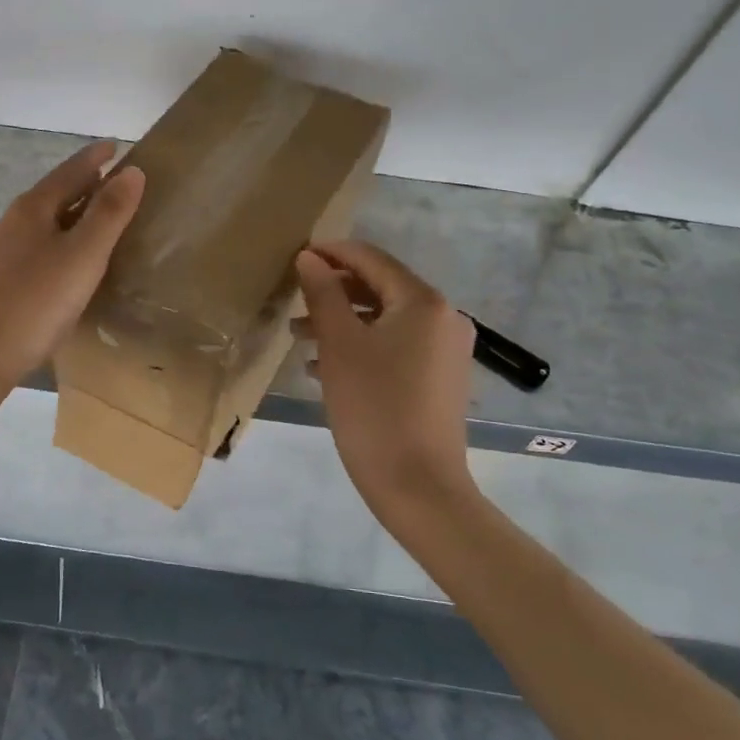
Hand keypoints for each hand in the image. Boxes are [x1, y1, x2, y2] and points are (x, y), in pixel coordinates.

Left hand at [0, 141, 145, 384]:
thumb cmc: (38, 299)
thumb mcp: (84, 254)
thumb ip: (110, 212)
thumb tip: (133, 170)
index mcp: (32, 208)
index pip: (70, 171)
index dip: (95, 158)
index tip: (116, 146)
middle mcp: (15, 221)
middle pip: (57, 193)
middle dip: (86, 182)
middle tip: (118, 179)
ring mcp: (6, 250)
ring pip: (49, 220)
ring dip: (76, 211)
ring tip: (103, 214)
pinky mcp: (5, 277)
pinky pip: (43, 243)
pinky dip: (66, 237)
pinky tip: (76, 256)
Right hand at [294, 240, 475, 521]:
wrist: (419, 487)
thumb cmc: (374, 407)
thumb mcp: (339, 345)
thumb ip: (323, 293)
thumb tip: (309, 258)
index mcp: (423, 301)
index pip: (371, 259)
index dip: (331, 253)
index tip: (295, 258)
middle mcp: (443, 317)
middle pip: (380, 288)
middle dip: (334, 292)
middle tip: (293, 302)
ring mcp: (446, 350)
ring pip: (385, 320)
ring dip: (343, 322)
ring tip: (300, 337)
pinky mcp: (440, 378)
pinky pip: (396, 346)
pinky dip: (362, 346)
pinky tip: (325, 366)